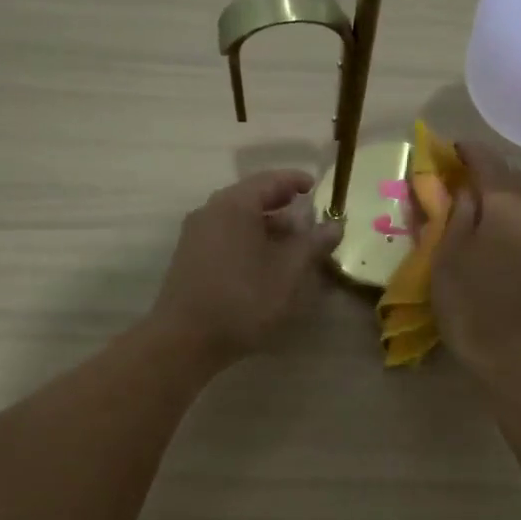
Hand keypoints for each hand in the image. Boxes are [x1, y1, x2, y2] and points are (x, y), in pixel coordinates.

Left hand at [150, 169, 342, 368]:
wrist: (185, 339)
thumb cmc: (243, 299)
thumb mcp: (289, 272)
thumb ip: (313, 243)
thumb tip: (335, 225)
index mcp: (234, 205)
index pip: (270, 180)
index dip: (296, 181)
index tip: (316, 187)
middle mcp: (211, 211)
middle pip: (251, 197)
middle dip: (282, 205)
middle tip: (308, 215)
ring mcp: (196, 234)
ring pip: (237, 218)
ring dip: (266, 225)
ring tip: (292, 242)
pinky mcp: (189, 257)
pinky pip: (225, 235)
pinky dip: (249, 238)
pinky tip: (264, 261)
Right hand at [433, 143, 520, 381]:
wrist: (505, 351)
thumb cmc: (467, 299)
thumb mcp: (448, 252)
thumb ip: (457, 212)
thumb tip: (464, 187)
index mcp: (507, 207)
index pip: (490, 164)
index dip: (468, 152)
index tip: (449, 148)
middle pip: (512, 176)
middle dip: (486, 167)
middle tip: (458, 169)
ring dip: (499, 187)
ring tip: (471, 192)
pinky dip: (506, 208)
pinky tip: (488, 219)